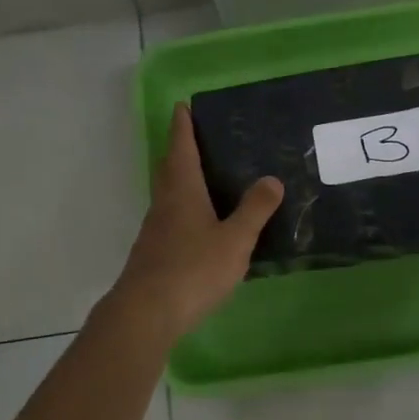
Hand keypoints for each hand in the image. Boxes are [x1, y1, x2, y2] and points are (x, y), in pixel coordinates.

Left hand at [107, 105, 283, 345]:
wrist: (146, 313)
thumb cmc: (192, 269)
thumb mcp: (234, 240)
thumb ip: (255, 210)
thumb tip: (272, 179)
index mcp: (182, 191)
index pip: (180, 148)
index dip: (182, 127)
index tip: (181, 106)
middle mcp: (164, 203)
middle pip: (168, 168)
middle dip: (178, 149)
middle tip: (195, 137)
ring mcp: (155, 229)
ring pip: (167, 194)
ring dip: (179, 179)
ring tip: (203, 177)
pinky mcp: (153, 252)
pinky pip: (169, 218)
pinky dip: (182, 208)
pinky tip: (198, 224)